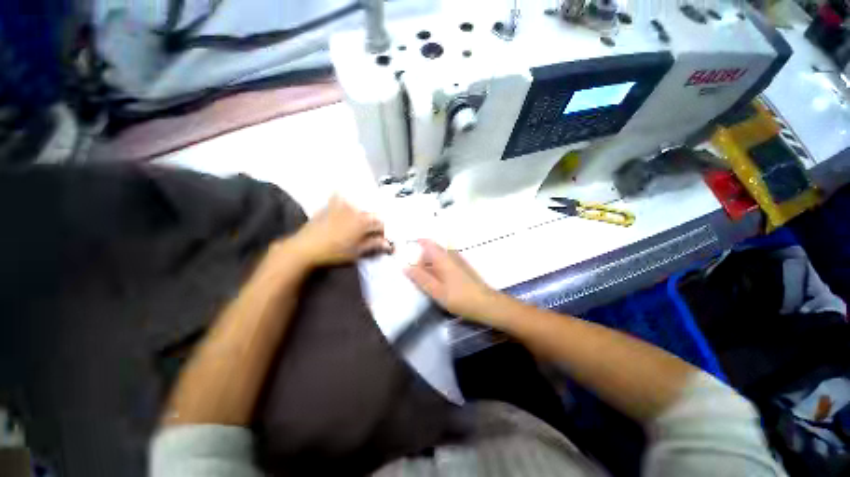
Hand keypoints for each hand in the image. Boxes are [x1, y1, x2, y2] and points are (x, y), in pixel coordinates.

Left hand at [290, 196, 392, 267]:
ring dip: (361, 212)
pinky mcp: (328, 207)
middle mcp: (354, 211)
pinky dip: (343, 199)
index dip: (384, 231)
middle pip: (370, 214)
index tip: (382, 238)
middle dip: (373, 222)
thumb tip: (387, 244)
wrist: (306, 248)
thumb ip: (373, 245)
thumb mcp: (357, 251)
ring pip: (357, 205)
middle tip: (371, 232)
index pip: (380, 223)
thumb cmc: (334, 252)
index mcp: (363, 222)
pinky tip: (343, 203)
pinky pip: (339, 198)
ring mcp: (340, 207)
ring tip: (358, 222)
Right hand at [404, 239, 498, 320]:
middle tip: (414, 275)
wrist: (487, 304)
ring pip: (438, 258)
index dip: (415, 244)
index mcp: (443, 257)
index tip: (406, 254)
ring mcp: (457, 260)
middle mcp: (450, 255)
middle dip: (420, 259)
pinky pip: (445, 263)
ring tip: (424, 281)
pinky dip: (437, 269)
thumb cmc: (460, 298)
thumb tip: (405, 267)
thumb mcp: (437, 291)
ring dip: (429, 266)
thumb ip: (421, 278)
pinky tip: (436, 283)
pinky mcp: (462, 268)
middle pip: (431, 251)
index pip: (427, 242)